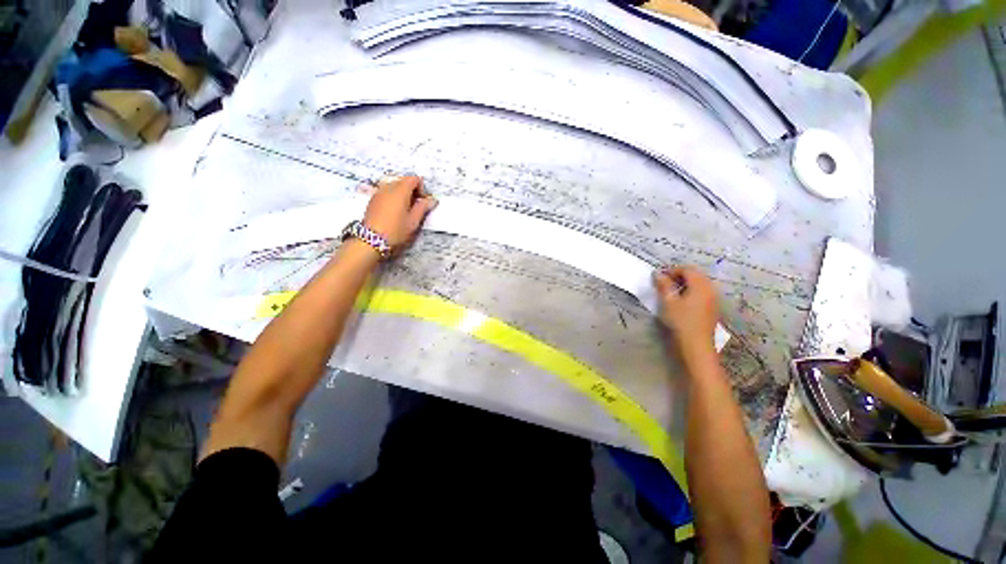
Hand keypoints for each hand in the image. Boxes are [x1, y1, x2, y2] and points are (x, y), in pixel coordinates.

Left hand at [363, 175, 437, 248]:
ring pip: (394, 186)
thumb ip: (423, 208)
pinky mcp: (372, 199)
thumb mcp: (413, 221)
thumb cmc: (396, 230)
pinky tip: (394, 211)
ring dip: (402, 194)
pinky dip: (393, 197)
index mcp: (400, 190)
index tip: (423, 202)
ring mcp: (378, 192)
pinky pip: (386, 192)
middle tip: (416, 207)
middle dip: (412, 190)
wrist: (371, 240)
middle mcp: (388, 187)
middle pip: (403, 181)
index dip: (422, 188)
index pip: (414, 179)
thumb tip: (432, 200)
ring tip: (405, 210)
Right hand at [653, 265, 718, 356]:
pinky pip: (703, 292)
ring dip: (686, 284)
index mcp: (700, 285)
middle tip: (664, 283)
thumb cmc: (681, 321)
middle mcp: (710, 288)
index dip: (672, 270)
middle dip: (679, 276)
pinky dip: (692, 291)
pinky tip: (682, 301)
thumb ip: (664, 285)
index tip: (660, 277)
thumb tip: (657, 273)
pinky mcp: (713, 307)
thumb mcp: (668, 301)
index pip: (687, 269)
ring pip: (699, 283)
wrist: (696, 344)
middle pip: (696, 275)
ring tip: (672, 292)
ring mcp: (714, 298)